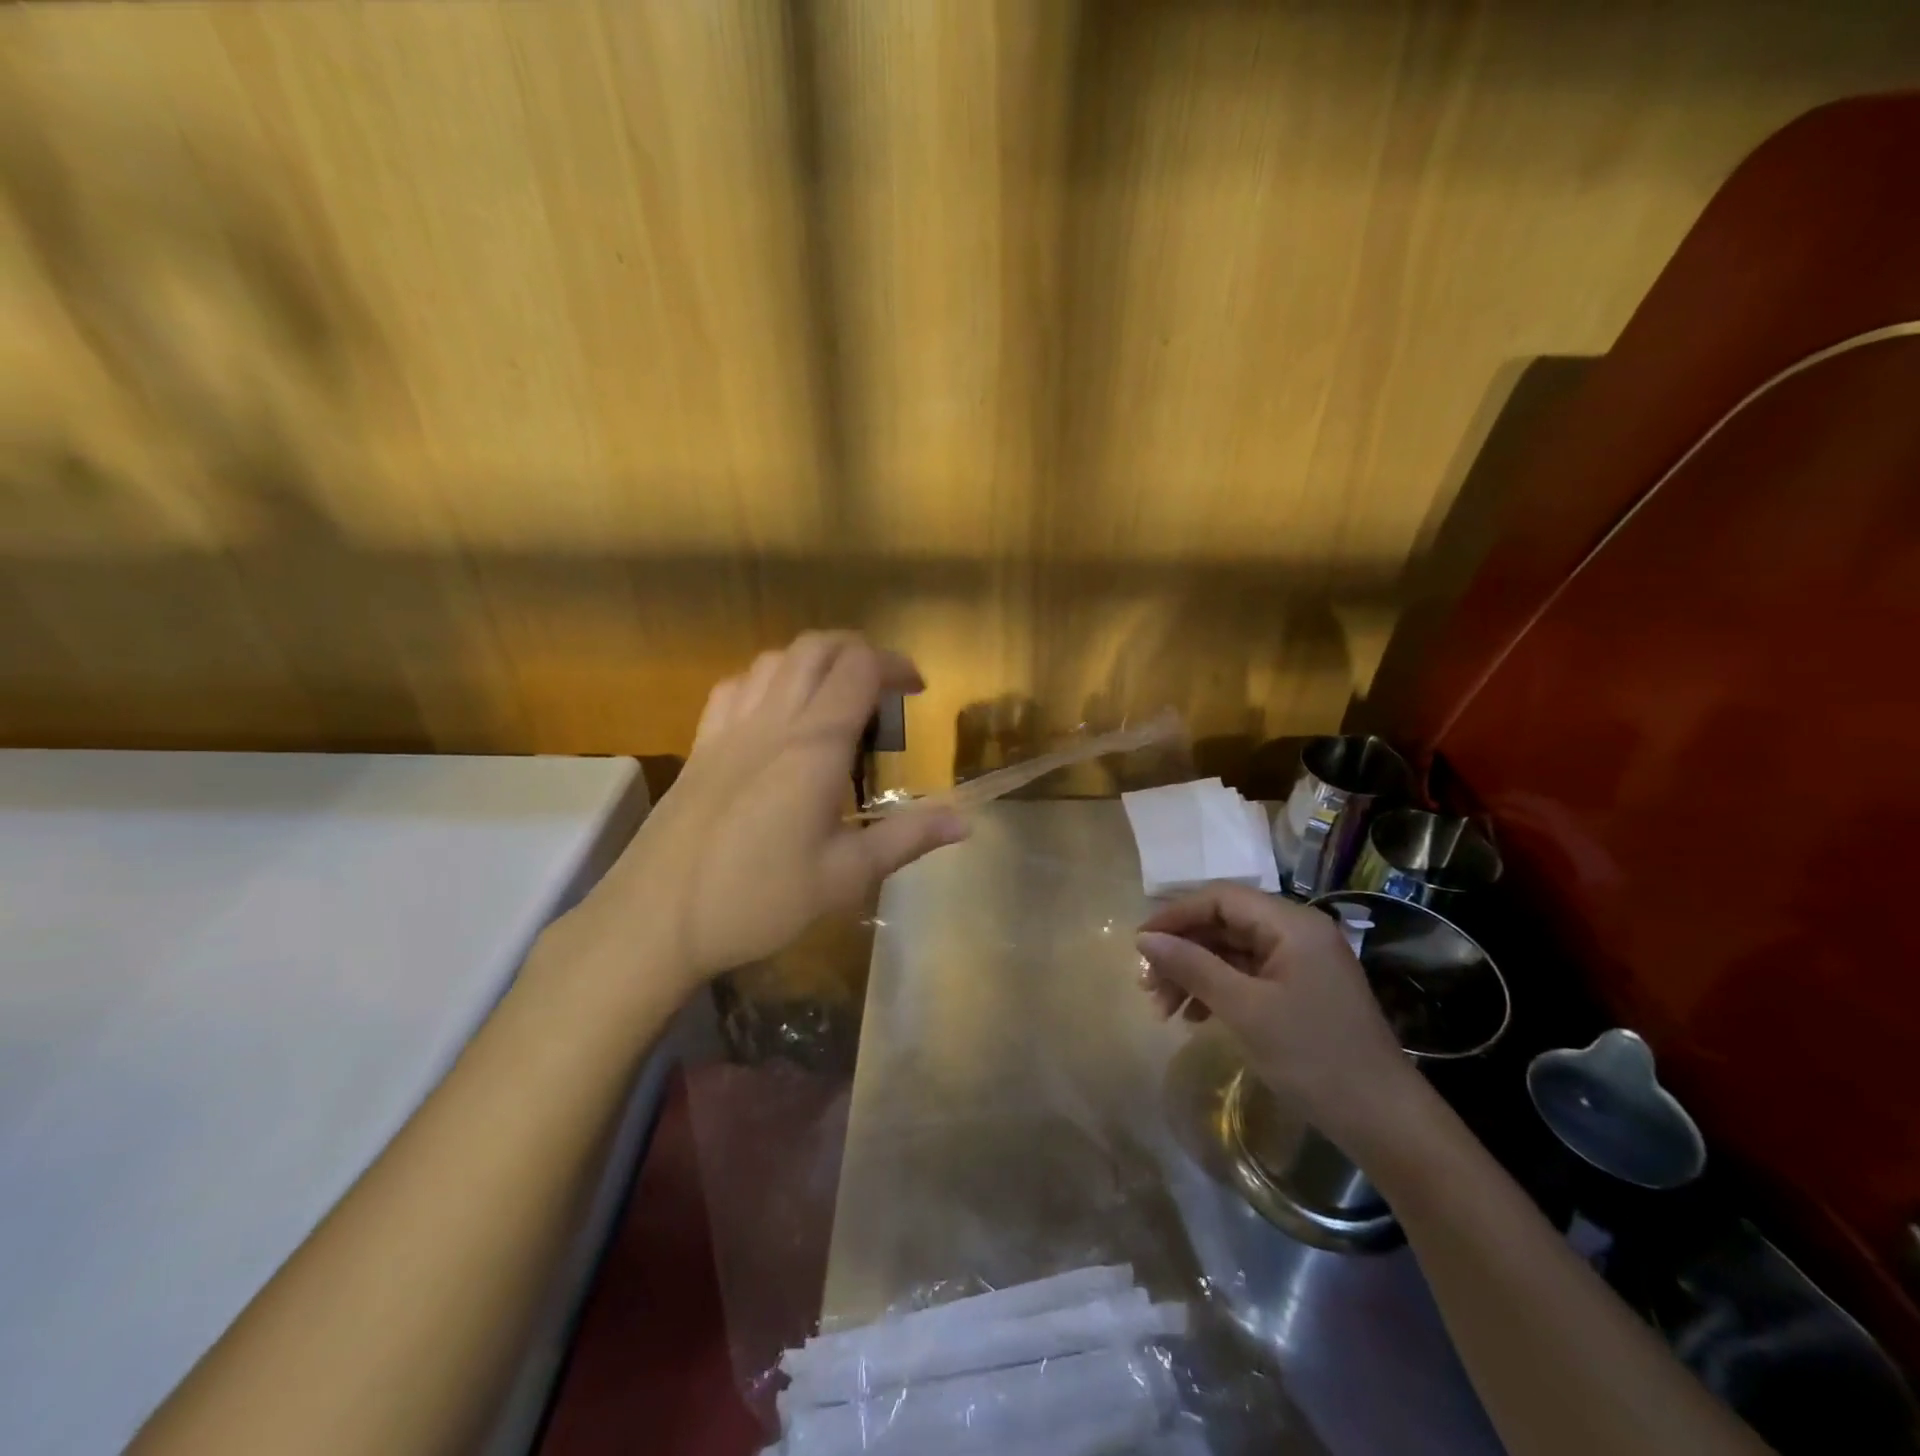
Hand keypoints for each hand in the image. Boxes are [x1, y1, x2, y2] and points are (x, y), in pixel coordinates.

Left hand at [564, 633, 968, 1000]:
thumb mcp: (845, 876)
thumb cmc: (758, 900)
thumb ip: (907, 839)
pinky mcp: (701, 746)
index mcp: (814, 745)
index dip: (895, 665)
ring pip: (774, 659)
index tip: (918, 690)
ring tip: (835, 698)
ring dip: (814, 661)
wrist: (655, 919)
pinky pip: (736, 686)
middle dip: (858, 652)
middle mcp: (772, 721)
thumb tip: (965, 821)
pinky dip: (767, 679)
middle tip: (884, 690)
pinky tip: (775, 714)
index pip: (859, 668)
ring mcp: (729, 729)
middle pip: (817, 648)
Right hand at [1136, 885, 1418, 1140]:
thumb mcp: (1245, 1010)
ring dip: (1194, 974)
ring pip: (1231, 952)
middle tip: (1147, 987)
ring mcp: (1301, 963)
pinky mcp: (1301, 991)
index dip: (1175, 915)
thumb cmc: (1313, 1057)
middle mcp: (1297, 933)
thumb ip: (1192, 967)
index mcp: (1291, 924)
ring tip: (1163, 1010)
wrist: (1384, 1122)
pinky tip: (1195, 1017)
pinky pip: (1247, 976)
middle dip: (1182, 952)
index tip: (1140, 944)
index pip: (1221, 898)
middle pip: (1224, 925)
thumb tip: (1145, 939)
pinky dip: (1217, 990)